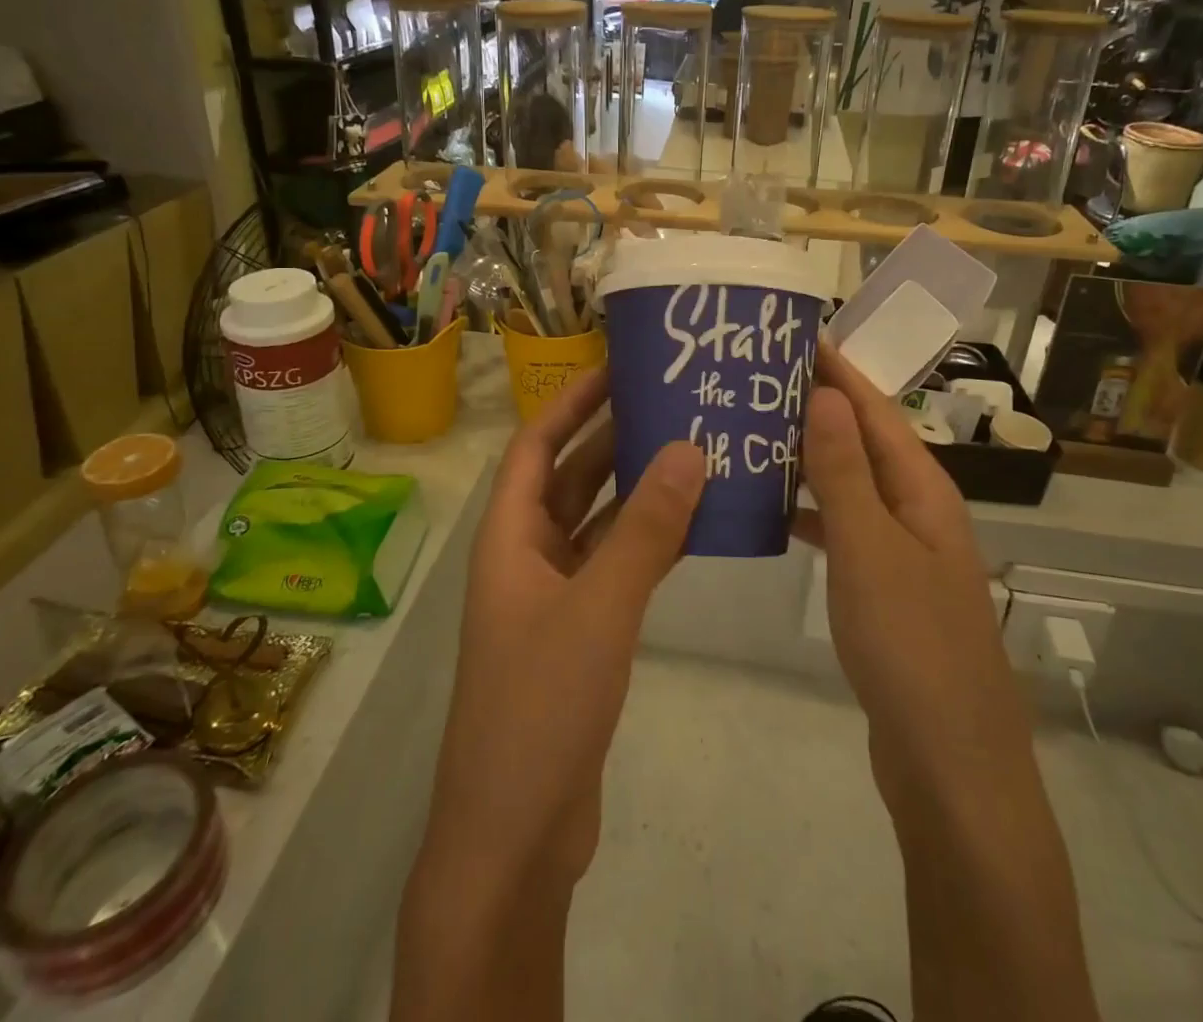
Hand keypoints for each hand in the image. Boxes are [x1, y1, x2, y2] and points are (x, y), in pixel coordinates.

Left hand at [417, 367, 704, 890]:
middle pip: (571, 477)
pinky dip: (648, 542)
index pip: (537, 445)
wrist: (515, 835)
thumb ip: (645, 530)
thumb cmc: (540, 706)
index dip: (572, 402)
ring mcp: (553, 597)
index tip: (620, 368)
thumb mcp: (599, 608)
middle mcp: (526, 556)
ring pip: (598, 523)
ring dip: (637, 489)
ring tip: (694, 449)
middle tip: (673, 402)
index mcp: (509, 537)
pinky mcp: (580, 633)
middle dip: (613, 438)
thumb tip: (689, 448)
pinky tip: (694, 524)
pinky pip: (615, 566)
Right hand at [800, 343, 1040, 823]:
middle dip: (818, 407)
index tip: (795, 335)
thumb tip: (825, 393)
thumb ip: (845, 471)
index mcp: (924, 492)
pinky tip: (772, 509)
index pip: (877, 410)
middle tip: (757, 380)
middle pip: (865, 442)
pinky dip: (810, 510)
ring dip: (810, 457)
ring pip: (850, 485)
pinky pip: (842, 529)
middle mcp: (918, 511)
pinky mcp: (884, 589)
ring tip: (753, 432)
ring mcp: (902, 552)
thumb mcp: (870, 548)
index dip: (839, 371)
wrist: (949, 765)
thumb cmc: (910, 645)